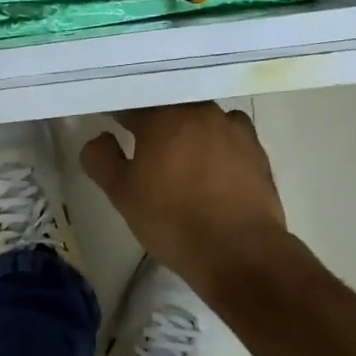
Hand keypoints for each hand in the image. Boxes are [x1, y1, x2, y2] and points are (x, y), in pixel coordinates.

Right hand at [79, 104, 298, 301]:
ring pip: (199, 116)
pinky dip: (216, 141)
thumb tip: (100, 137)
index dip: (117, 112)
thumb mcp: (122, 194)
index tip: (110, 123)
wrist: (241, 252)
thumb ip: (101, 159)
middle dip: (153, 118)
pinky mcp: (256, 147)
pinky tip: (213, 163)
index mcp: (162, 116)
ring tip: (179, 154)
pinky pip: (228, 133)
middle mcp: (198, 110)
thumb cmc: (173, 221)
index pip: (132, 103)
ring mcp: (231, 126)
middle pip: (168, 105)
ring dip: (186, 128)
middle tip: (142, 141)